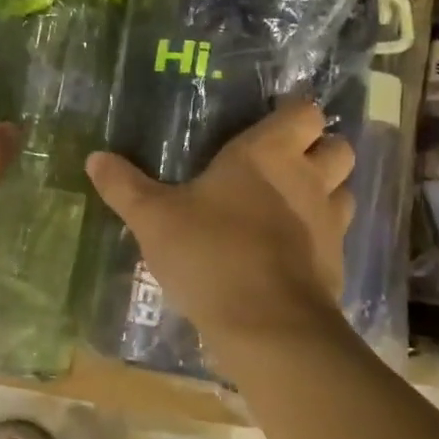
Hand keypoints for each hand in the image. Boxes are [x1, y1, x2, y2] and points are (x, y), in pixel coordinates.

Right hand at [85, 100, 355, 375]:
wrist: (267, 326)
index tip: (268, 125)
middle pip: (338, 146)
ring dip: (324, 190)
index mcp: (267, 154)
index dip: (292, 115)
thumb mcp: (153, 219)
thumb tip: (94, 157)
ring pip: (343, 189)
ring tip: (288, 204)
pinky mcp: (336, 262)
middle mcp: (308, 179)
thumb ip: (124, 187)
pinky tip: (287, 250)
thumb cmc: (210, 254)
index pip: (305, 112)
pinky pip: (336, 234)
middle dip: (318, 149)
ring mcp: (329, 222)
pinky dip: (318, 234)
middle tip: (280, 165)